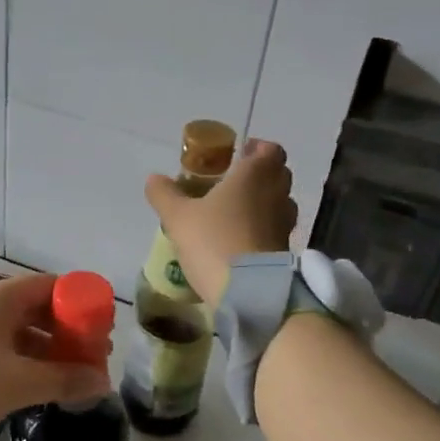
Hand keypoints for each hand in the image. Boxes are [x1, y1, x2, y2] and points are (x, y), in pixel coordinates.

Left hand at [0, 273, 112, 440]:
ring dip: (46, 348)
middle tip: (92, 358)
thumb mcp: (17, 384)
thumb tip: (102, 381)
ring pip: (17, 329)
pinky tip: (34, 383)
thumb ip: (64, 379)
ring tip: (70, 376)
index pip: (51, 286)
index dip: (81, 305)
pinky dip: (22, 358)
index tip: (103, 331)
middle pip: (35, 306)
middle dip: (67, 331)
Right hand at [145, 138, 296, 306]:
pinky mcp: (285, 250)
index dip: (257, 149)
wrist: (247, 291)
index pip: (270, 150)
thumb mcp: (178, 217)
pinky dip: (263, 228)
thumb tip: (154, 178)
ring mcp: (285, 223)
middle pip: (278, 174)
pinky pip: (276, 228)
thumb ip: (165, 194)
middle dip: (258, 174)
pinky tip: (240, 239)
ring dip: (262, 202)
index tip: (236, 156)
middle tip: (231, 183)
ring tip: (234, 212)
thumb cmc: (213, 240)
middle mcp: (276, 193)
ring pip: (279, 202)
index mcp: (254, 175)